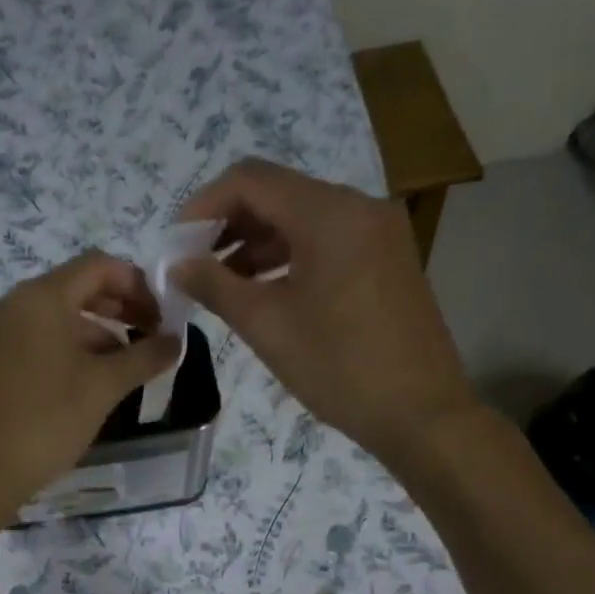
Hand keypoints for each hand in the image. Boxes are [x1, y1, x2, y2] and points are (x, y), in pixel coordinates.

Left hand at [0, 250, 179, 523]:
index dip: (138, 284)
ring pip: (56, 320)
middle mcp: (13, 305)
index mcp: (41, 297)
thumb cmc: (46, 421)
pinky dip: (67, 352)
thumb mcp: (103, 388)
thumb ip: (144, 357)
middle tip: (149, 339)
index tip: (162, 318)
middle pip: (76, 289)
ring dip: (95, 335)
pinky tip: (86, 386)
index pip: (99, 266)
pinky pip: (36, 343)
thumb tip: (176, 340)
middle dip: (118, 309)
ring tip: (124, 370)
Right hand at [172, 158, 477, 460]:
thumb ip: (216, 286)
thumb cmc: (339, 368)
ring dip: (256, 244)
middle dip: (228, 225)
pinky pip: (326, 242)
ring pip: (302, 220)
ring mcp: (378, 233)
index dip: (203, 205)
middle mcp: (359, 207)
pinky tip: (264, 292)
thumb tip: (177, 265)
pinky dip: (288, 258)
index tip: (175, 244)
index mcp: (330, 213)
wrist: (419, 413)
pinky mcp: (386, 260)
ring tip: (221, 285)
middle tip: (193, 266)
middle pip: (278, 194)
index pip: (251, 180)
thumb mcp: (267, 326)